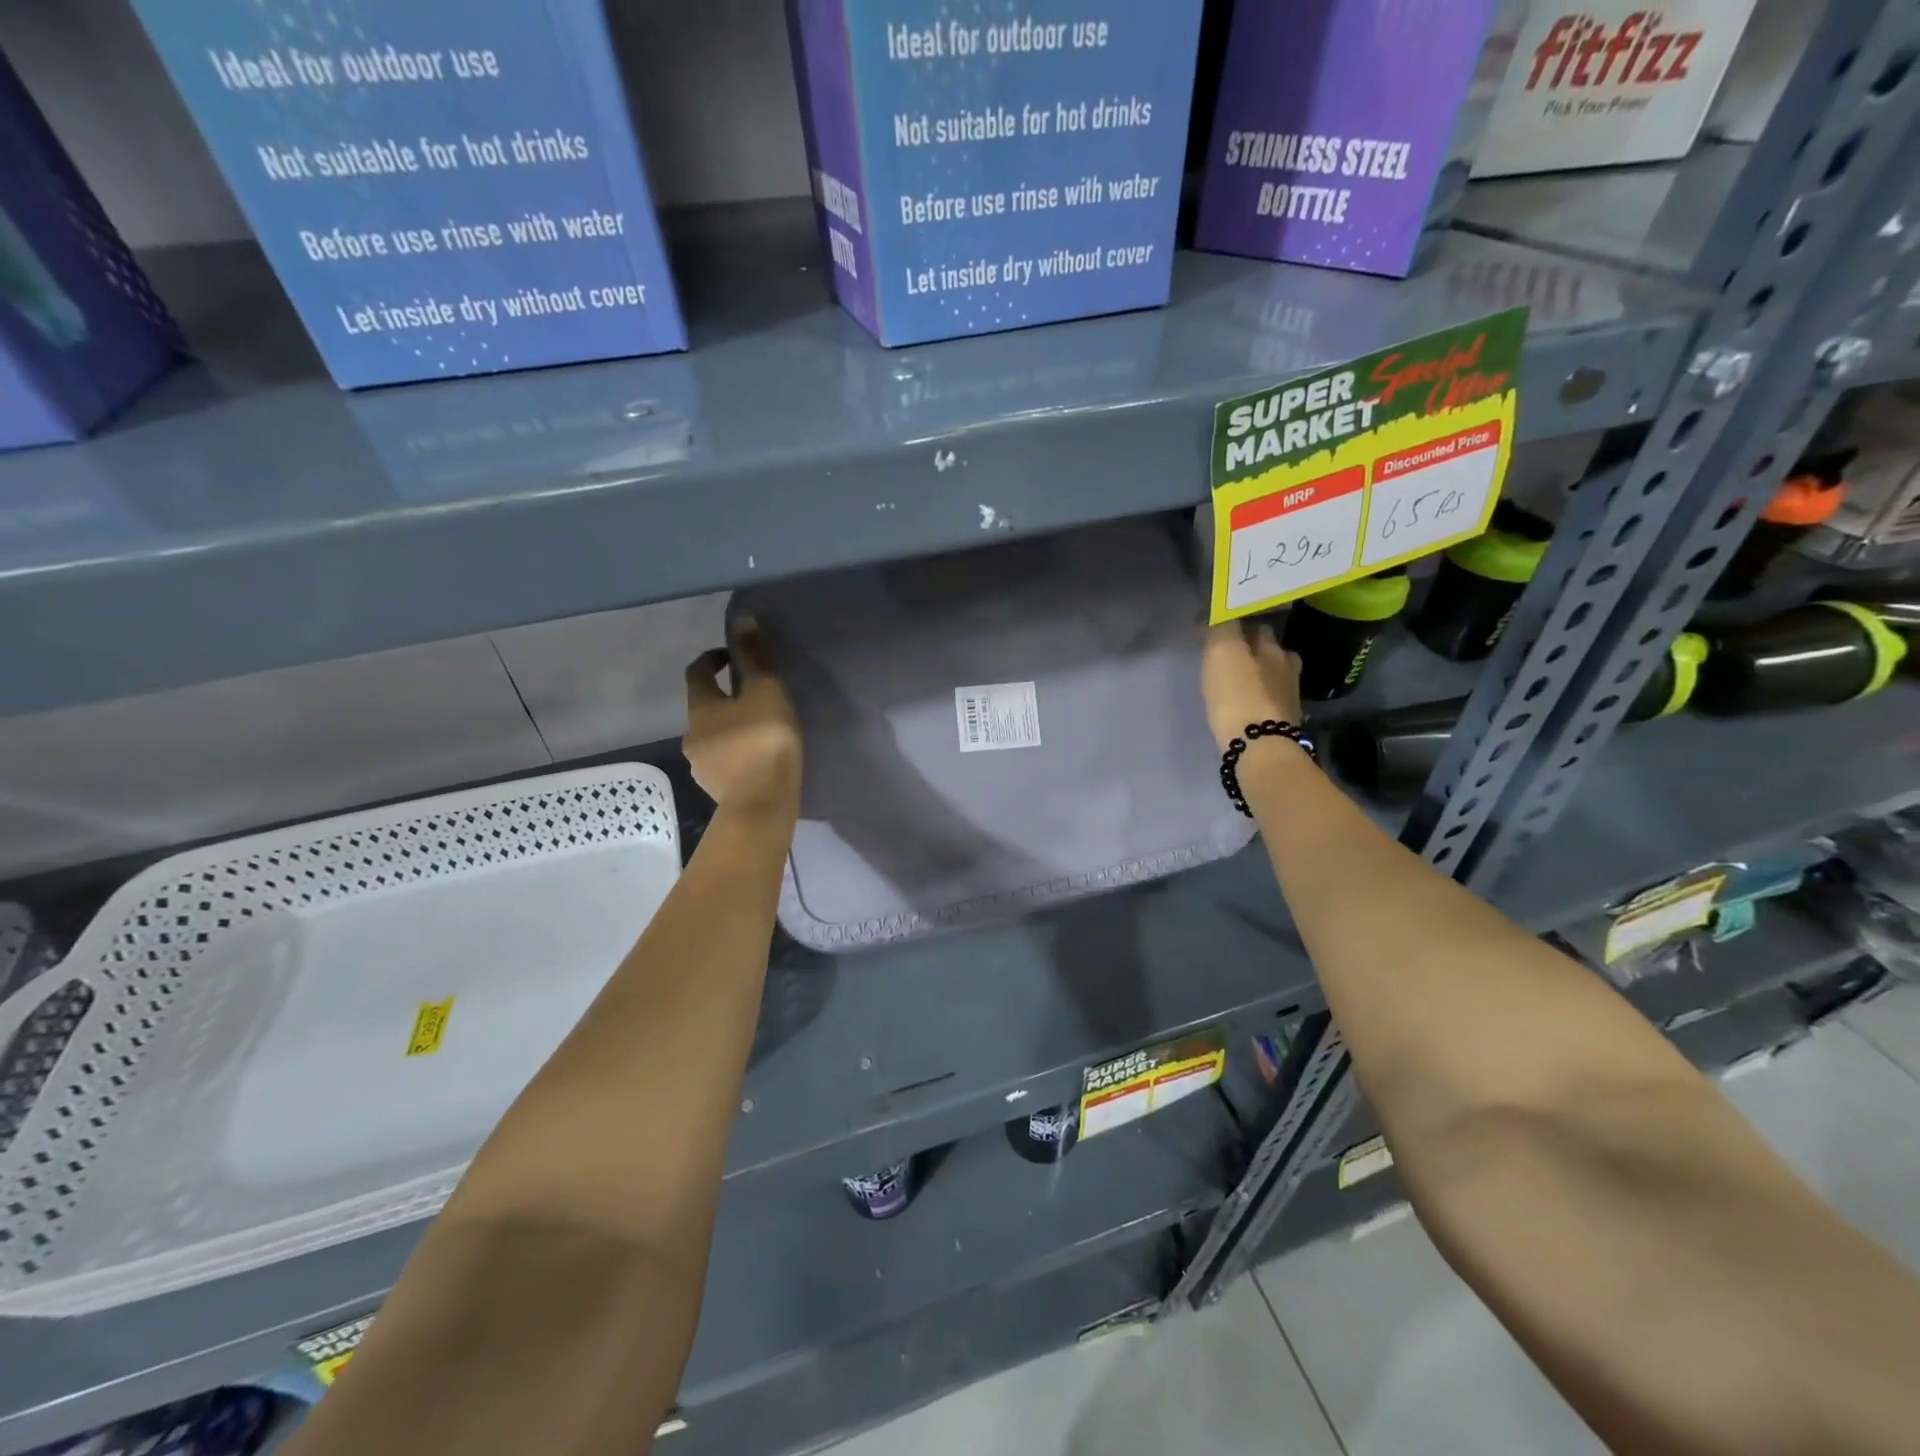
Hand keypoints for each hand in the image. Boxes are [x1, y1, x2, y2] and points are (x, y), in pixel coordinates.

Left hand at [684, 618, 801, 815]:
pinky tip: (760, 760)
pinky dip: (739, 755)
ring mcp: (702, 766)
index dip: (712, 659)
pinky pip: (726, 763)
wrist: (762, 805)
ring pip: (715, 738)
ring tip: (762, 730)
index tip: (732, 656)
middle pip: (705, 708)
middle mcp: (692, 735)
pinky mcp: (718, 790)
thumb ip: (754, 657)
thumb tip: (742, 618)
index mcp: (700, 708)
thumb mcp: (765, 691)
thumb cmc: (763, 742)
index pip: (697, 673)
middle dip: (725, 698)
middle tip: (755, 696)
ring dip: (732, 729)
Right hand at [1202, 620, 1303, 752]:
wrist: (1258, 746)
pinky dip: (1260, 699)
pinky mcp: (1283, 724)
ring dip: (1261, 676)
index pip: (1259, 626)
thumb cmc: (1238, 693)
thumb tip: (1218, 613)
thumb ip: (1222, 627)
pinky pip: (1270, 702)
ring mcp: (1288, 698)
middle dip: (1257, 650)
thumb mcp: (1222, 651)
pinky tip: (1248, 704)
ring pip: (1274, 677)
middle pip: (1273, 652)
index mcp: (1273, 648)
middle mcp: (1287, 668)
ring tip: (1240, 681)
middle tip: (1233, 654)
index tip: (1224, 628)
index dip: (1242, 625)